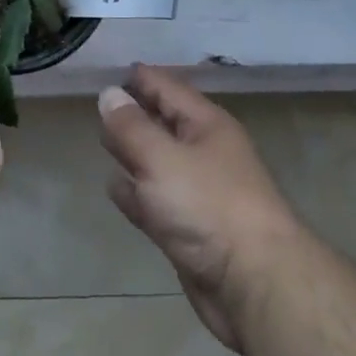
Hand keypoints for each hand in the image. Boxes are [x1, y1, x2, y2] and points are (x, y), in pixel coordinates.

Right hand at [99, 66, 303, 351]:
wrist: (255, 284)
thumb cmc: (209, 206)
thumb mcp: (162, 158)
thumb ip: (131, 127)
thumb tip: (109, 93)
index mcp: (206, 126)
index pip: (168, 89)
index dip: (140, 79)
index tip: (111, 71)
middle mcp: (204, 153)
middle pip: (163, 124)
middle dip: (134, 113)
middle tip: (100, 103)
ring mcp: (198, 194)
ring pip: (157, 163)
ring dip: (133, 153)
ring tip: (103, 141)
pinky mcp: (189, 231)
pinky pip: (155, 200)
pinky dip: (135, 192)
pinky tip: (115, 187)